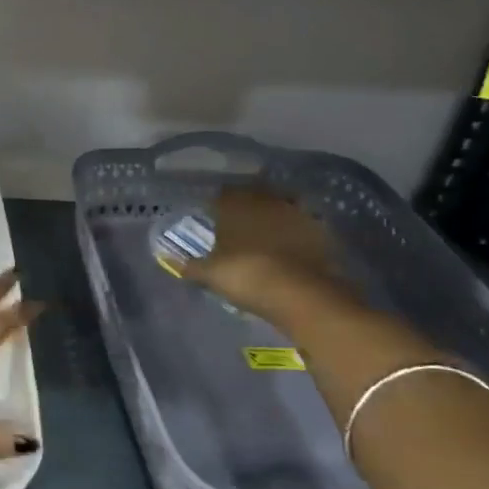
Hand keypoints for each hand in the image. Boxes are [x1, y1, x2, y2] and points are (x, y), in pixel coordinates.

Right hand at [186, 184, 359, 323]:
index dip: (216, 204)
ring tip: (264, 233)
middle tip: (237, 222)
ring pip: (279, 206)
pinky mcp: (320, 231)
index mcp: (235, 205)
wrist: (302, 293)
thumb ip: (190, 266)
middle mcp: (265, 201)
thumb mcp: (211, 274)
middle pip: (253, 196)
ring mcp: (296, 214)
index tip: (212, 214)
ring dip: (272, 216)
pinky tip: (289, 246)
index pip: (222, 195)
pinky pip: (301, 224)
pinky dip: (294, 232)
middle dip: (245, 206)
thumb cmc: (247, 276)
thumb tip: (168, 259)